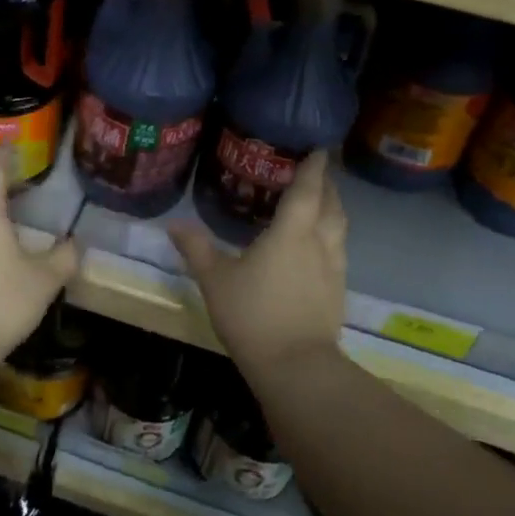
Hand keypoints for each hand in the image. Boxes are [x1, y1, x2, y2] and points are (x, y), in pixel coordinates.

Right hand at [168, 151, 346, 376]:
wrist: (296, 367)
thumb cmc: (252, 315)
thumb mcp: (215, 280)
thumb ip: (197, 249)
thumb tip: (174, 224)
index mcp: (292, 232)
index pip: (307, 189)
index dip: (313, 167)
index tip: (318, 148)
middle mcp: (319, 243)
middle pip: (332, 205)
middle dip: (327, 184)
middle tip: (316, 172)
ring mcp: (333, 269)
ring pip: (340, 228)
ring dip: (333, 210)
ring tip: (320, 203)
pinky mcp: (337, 292)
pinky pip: (339, 251)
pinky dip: (332, 237)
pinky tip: (318, 247)